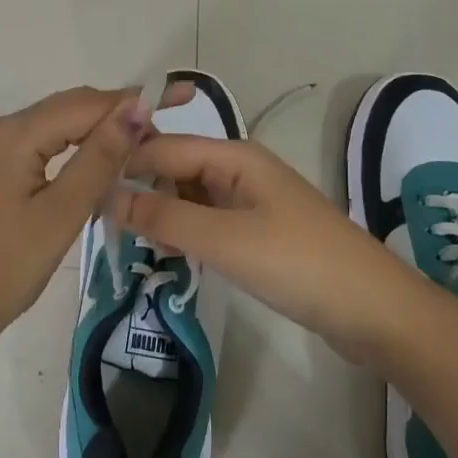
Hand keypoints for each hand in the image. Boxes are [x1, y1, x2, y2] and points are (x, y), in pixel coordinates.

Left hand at [0, 86, 158, 358]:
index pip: (85, 103)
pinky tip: (98, 166)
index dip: (131, 106)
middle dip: (116, 115)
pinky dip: (75, 148)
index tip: (173, 114)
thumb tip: (136, 108)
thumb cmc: (4, 268)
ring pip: (57, 125)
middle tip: (161, 138)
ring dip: (97, 132)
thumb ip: (99, 159)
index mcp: (16, 133)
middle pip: (70, 107)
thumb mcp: (60, 215)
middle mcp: (3, 129)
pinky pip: (43, 144)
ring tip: (139, 151)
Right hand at [114, 136, 421, 363]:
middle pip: (177, 167)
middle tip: (99, 222)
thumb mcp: (223, 239)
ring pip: (191, 196)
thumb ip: (164, 215)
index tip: (83, 191)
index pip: (164, 146)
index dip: (124, 164)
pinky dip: (185, 233)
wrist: (374, 311)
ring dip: (161, 213)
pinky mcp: (260, 233)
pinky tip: (167, 254)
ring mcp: (252, 202)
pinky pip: (209, 222)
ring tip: (124, 240)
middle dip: (140, 188)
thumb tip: (107, 196)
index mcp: (234, 156)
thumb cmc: (297, 264)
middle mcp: (241, 169)